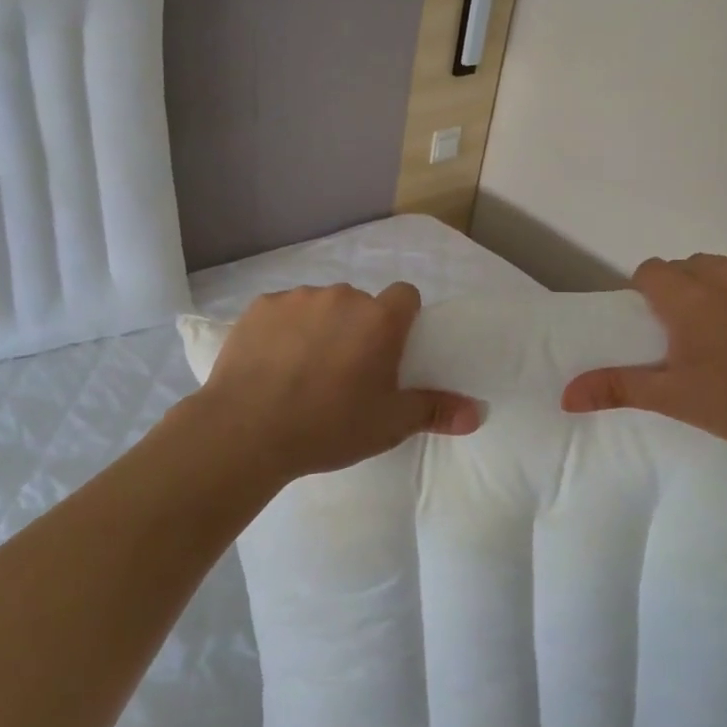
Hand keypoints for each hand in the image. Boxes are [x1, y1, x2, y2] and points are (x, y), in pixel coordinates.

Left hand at [185, 281, 479, 482]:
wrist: (248, 430)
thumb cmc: (329, 426)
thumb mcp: (389, 425)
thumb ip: (435, 410)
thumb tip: (479, 412)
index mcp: (380, 319)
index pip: (406, 296)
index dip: (403, 319)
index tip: (389, 351)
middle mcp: (342, 297)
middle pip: (360, 303)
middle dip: (358, 328)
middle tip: (344, 371)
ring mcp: (297, 298)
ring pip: (320, 305)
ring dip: (320, 327)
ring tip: (302, 370)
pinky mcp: (260, 306)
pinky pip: (282, 311)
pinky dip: (283, 330)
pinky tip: (270, 363)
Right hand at [561, 243, 726, 465]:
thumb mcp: (673, 398)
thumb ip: (617, 387)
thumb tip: (565, 395)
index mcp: (687, 301)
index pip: (650, 272)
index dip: (647, 294)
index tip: (658, 325)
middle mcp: (720, 276)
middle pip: (682, 266)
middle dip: (677, 289)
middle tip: (689, 330)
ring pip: (716, 261)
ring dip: (709, 280)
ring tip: (721, 317)